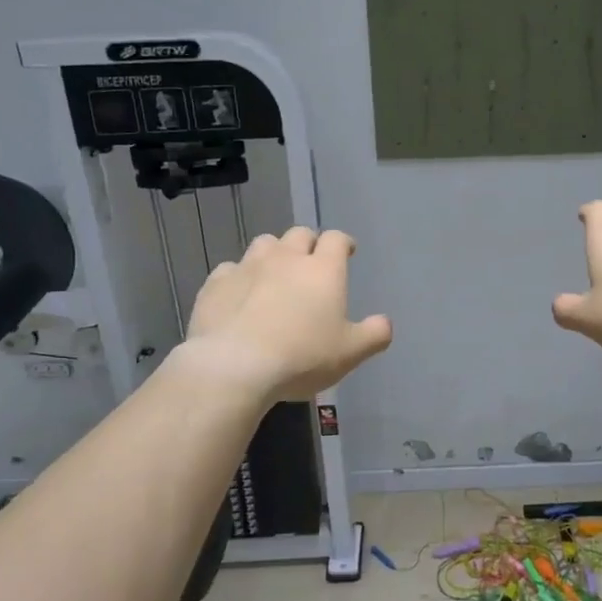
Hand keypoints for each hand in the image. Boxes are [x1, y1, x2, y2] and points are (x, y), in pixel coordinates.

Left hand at [186, 227, 392, 400]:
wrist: (235, 366)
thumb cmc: (302, 357)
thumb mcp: (350, 353)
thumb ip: (374, 334)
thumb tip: (385, 322)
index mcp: (323, 270)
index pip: (336, 239)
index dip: (343, 242)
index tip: (347, 251)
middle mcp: (286, 258)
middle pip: (299, 234)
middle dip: (308, 244)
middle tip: (311, 262)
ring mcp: (248, 267)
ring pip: (264, 244)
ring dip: (273, 253)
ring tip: (275, 273)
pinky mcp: (216, 283)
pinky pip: (230, 269)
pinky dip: (239, 276)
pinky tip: (239, 295)